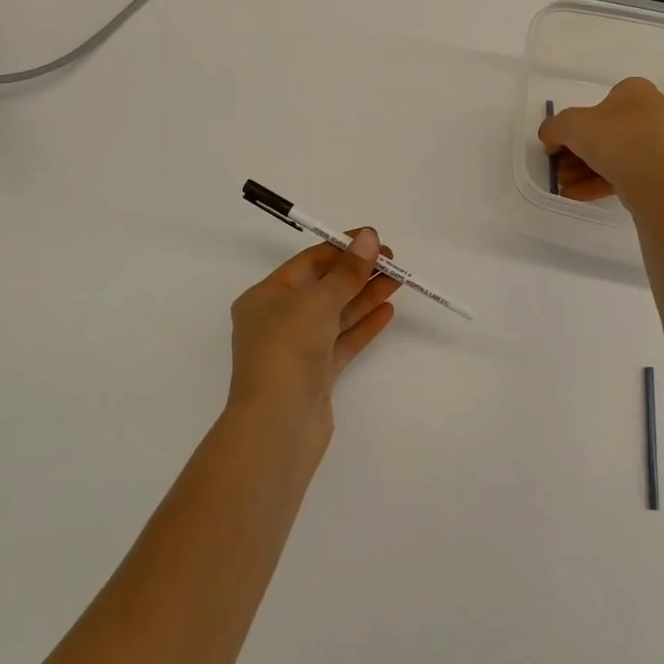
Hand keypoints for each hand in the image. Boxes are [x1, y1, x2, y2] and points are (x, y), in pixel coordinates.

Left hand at [228, 230, 401, 433]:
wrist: (277, 425)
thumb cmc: (287, 350)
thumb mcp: (317, 301)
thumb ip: (347, 271)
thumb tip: (369, 237)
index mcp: (265, 297)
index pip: (308, 263)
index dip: (341, 249)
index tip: (374, 240)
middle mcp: (278, 321)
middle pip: (323, 288)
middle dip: (357, 273)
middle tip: (392, 261)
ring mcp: (297, 350)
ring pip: (336, 315)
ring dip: (365, 296)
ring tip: (398, 280)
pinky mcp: (316, 375)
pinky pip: (342, 342)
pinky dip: (363, 325)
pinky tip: (387, 311)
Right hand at [538, 76, 663, 205]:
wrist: (651, 178)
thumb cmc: (612, 137)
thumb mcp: (568, 125)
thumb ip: (553, 128)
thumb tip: (551, 140)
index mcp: (639, 92)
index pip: (605, 101)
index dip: (579, 121)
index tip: (563, 141)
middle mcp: (657, 113)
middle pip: (609, 132)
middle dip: (579, 152)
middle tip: (561, 168)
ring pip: (618, 155)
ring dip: (587, 170)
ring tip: (566, 185)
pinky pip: (628, 173)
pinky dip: (601, 182)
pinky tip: (577, 194)